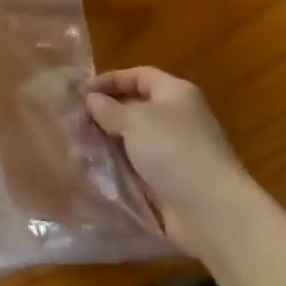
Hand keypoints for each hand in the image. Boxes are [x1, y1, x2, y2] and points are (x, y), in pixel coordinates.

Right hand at [85, 67, 261, 254]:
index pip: (137, 75)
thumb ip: (107, 108)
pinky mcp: (168, 176)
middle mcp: (176, 117)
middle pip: (134, 105)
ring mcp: (173, 148)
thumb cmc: (173, 151)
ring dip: (107, 138)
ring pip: (132, 135)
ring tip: (78, 141)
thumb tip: (91, 99)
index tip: (80, 92)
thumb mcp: (134, 120)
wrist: (211, 210)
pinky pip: (135, 161)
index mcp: (175, 93)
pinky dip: (117, 161)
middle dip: (105, 110)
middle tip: (74, 118)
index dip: (109, 80)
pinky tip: (93, 164)